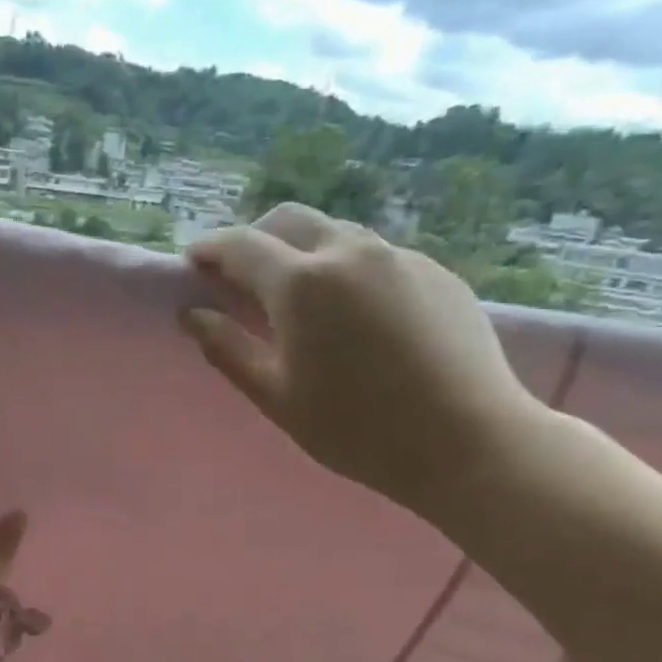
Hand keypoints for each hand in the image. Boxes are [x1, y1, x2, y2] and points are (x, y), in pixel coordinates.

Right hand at [181, 203, 550, 522]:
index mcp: (303, 283)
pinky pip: (375, 255)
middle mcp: (351, 253)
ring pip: (335, 232)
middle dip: (255, 238)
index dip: (210, 249)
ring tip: (296, 295)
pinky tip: (351, 314)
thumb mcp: (276, 396)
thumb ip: (227, 348)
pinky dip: (345, 268)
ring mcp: (400, 258)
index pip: (241, 246)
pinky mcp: (436, 273)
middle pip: (289, 220)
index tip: (192, 262)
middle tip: (239, 276)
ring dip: (302, 250)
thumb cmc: (355, 428)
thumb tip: (192, 315)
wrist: (468, 441)